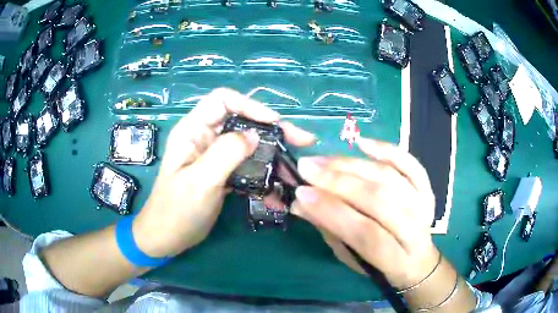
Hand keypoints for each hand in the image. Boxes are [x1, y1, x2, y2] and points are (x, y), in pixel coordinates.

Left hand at [132, 88, 314, 257]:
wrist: (167, 237)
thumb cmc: (176, 210)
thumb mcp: (199, 181)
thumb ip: (226, 153)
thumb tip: (254, 135)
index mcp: (193, 130)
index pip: (223, 101)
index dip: (250, 106)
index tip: (275, 124)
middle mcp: (205, 137)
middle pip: (242, 121)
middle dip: (272, 130)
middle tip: (302, 140)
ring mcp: (215, 156)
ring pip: (248, 145)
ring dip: (272, 155)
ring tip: (295, 169)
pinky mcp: (223, 173)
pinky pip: (247, 166)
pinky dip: (264, 175)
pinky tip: (278, 190)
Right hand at [291, 137, 438, 288]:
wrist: (417, 260)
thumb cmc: (379, 265)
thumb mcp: (352, 258)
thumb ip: (331, 230)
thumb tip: (301, 203)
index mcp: (395, 260)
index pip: (365, 233)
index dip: (333, 212)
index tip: (302, 193)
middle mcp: (415, 231)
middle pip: (379, 199)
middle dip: (338, 182)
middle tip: (307, 167)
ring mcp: (424, 207)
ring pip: (390, 178)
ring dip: (353, 165)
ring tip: (323, 159)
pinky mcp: (427, 190)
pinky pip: (411, 165)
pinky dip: (387, 151)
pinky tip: (362, 143)